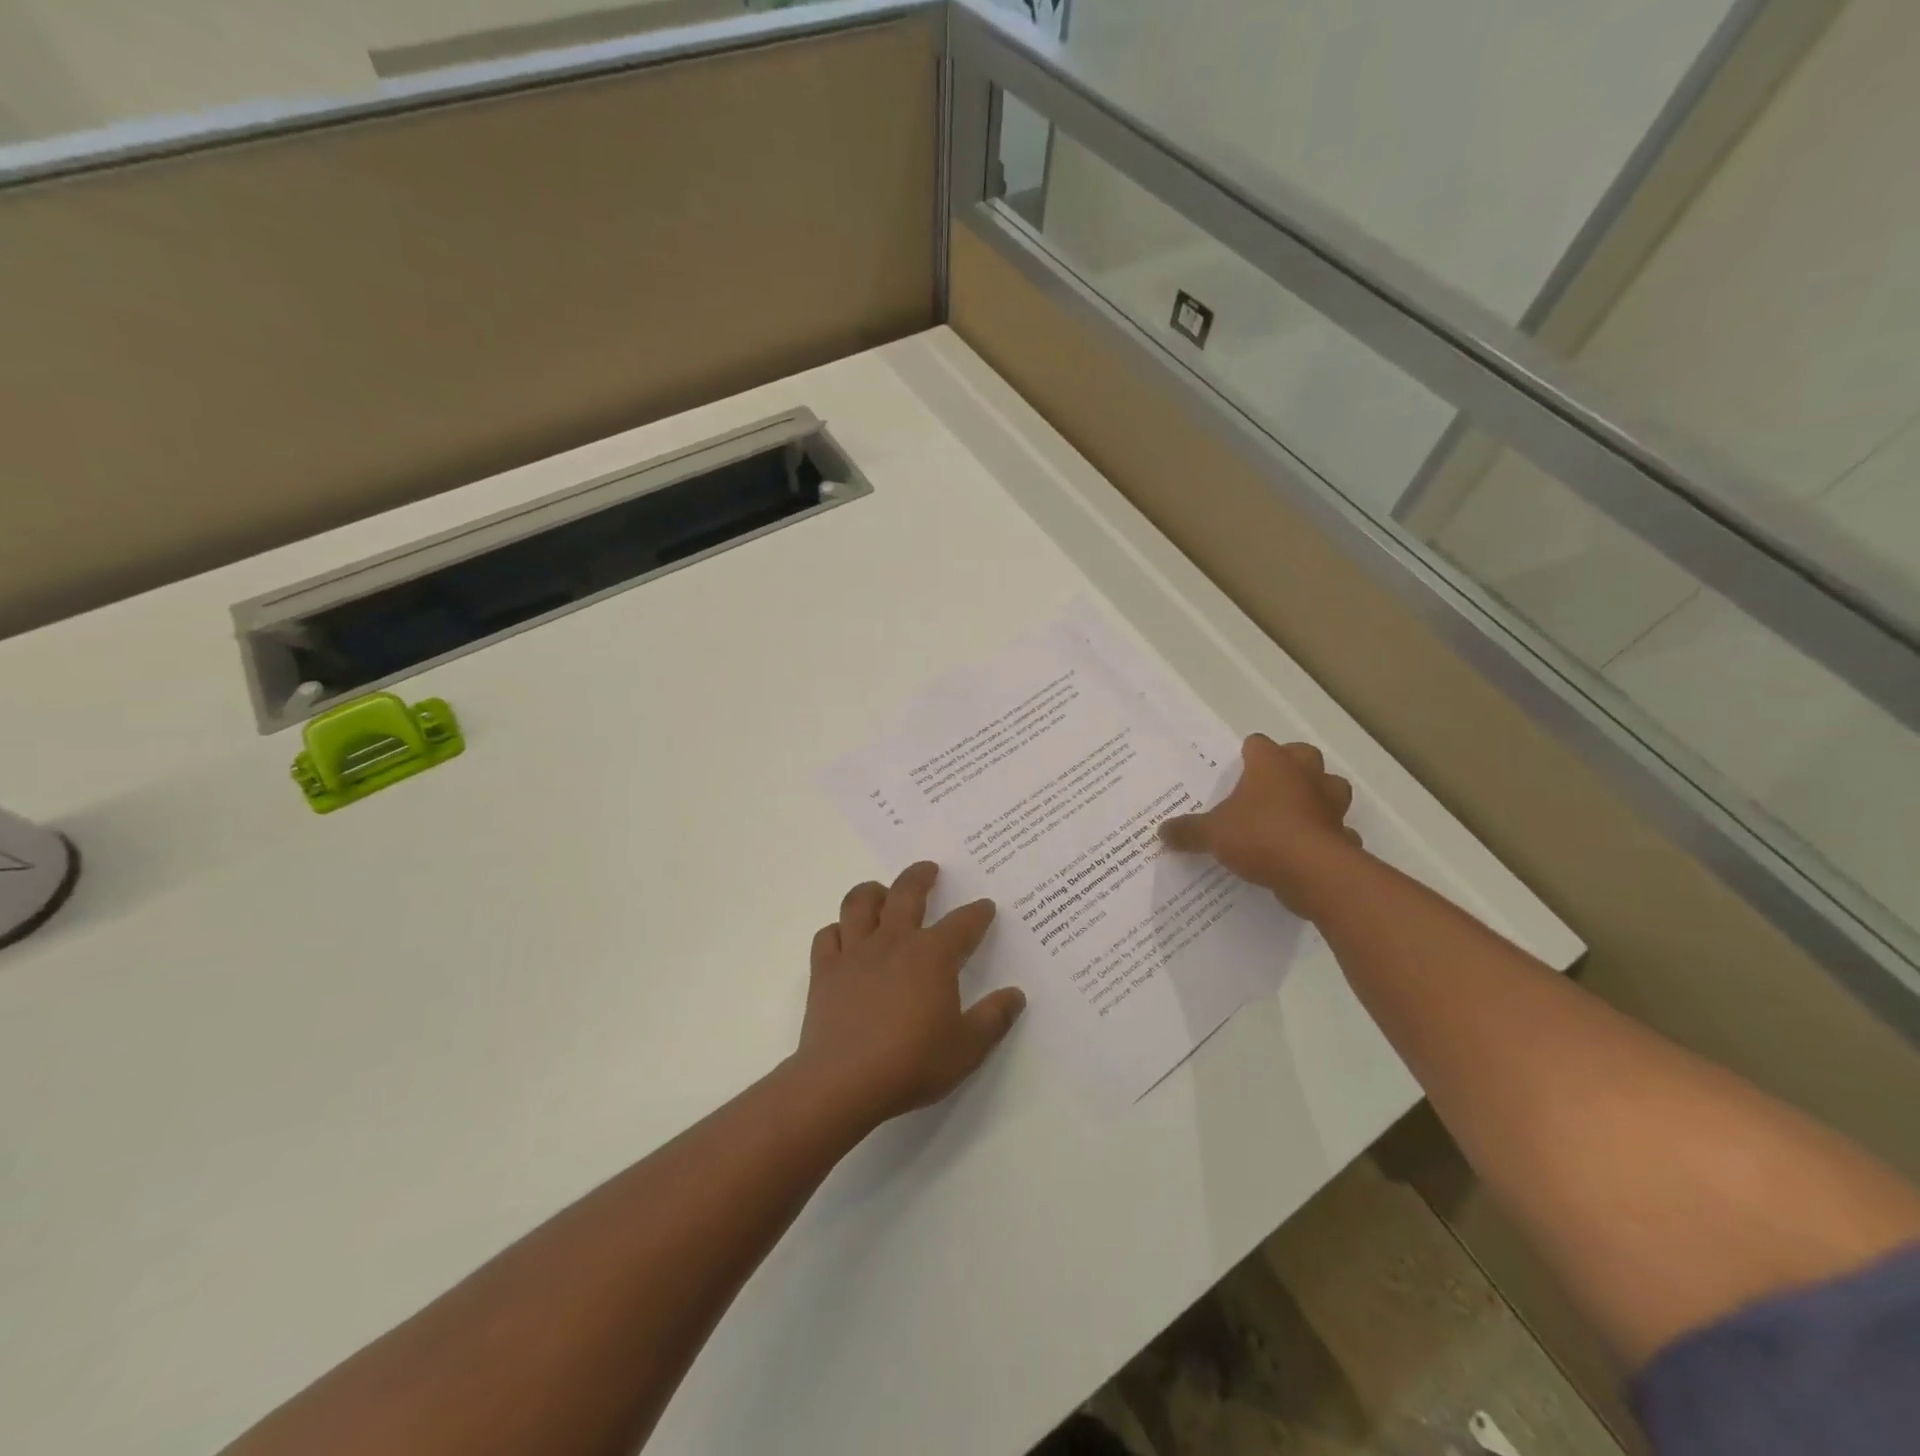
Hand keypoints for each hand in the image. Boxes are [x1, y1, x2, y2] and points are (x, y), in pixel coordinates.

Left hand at [793, 862, 1026, 1127]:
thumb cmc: (912, 1062)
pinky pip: (828, 936)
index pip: (962, 923)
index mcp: (932, 955)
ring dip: (873, 891)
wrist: (843, 1082)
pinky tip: (844, 936)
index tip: (985, 907)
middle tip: (929, 869)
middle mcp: (894, 941)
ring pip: (860, 903)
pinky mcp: (825, 971)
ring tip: (881, 891)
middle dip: (921, 876)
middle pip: (907, 893)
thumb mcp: (967, 1048)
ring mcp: (855, 953)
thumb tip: (1016, 995)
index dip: (977, 913)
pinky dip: (838, 930)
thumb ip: (994, 1018)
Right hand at [1158, 735, 1364, 918]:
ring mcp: (1330, 804)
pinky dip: (1328, 835)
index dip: (1249, 753)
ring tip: (1296, 810)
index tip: (1238, 766)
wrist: (1312, 872)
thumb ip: (1188, 831)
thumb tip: (1162, 832)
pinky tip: (1310, 847)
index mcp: (1271, 765)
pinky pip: (1337, 829)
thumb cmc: (1259, 836)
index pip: (1259, 744)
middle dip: (1291, 764)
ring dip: (1318, 794)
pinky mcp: (1343, 834)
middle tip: (1270, 783)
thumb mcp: (1212, 834)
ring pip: (1332, 786)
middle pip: (1303, 755)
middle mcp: (1304, 776)